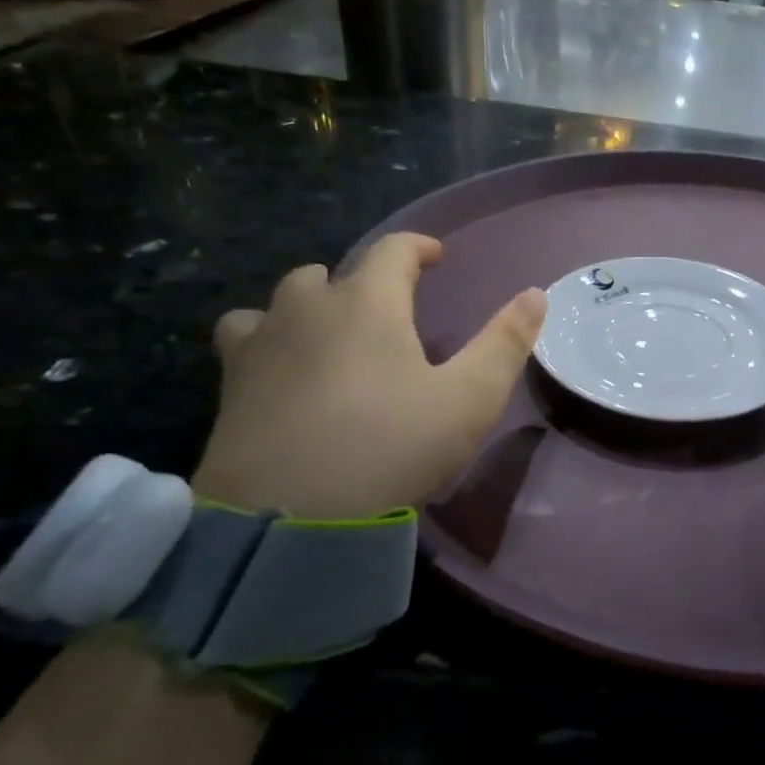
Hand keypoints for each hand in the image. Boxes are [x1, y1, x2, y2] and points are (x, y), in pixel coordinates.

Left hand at [191, 234, 546, 520]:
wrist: (287, 517)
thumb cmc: (390, 447)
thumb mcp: (470, 399)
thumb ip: (505, 342)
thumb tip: (535, 294)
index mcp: (367, 303)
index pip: (393, 250)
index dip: (418, 247)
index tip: (436, 257)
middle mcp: (307, 309)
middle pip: (328, 273)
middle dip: (360, 281)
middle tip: (385, 311)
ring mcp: (259, 345)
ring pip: (279, 303)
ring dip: (307, 308)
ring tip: (328, 337)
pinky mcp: (229, 386)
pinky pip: (245, 342)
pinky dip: (267, 343)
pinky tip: (282, 374)